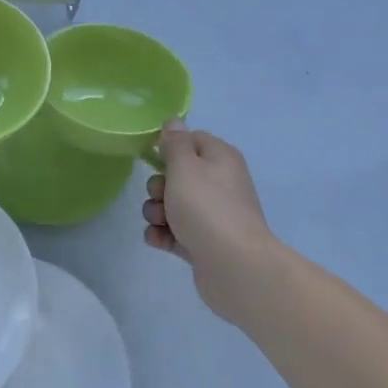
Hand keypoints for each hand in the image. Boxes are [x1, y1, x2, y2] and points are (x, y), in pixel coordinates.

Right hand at [141, 120, 278, 314]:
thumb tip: (174, 122)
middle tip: (160, 196)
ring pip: (172, 205)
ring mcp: (212, 215)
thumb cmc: (207, 207)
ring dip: (156, 212)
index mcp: (220, 158)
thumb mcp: (185, 166)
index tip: (154, 157)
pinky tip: (160, 240)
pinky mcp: (203, 242)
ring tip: (160, 222)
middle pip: (177, 175)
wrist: (234, 265)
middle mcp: (219, 184)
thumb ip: (175, 143)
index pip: (192, 140)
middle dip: (158, 186)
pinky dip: (163, 234)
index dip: (170, 147)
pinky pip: (174, 231)